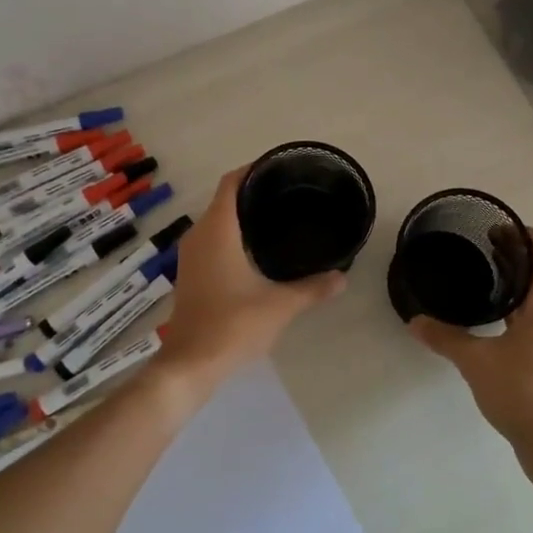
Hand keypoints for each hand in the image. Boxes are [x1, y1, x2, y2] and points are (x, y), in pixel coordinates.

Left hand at [152, 165, 346, 403]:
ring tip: (278, 217)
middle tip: (290, 193)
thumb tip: (342, 276)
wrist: (190, 364)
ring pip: (217, 221)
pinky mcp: (191, 274)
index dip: (253, 169)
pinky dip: (233, 236)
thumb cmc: (232, 325)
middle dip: (253, 192)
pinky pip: (212, 240)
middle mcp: (199, 235)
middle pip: (224, 199)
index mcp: (217, 230)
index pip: (232, 183)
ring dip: (242, 216)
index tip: (281, 168)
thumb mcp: (280, 305)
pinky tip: (258, 250)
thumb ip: (313, 288)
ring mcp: (191, 256)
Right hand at [407, 229, 532, 465]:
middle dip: (517, 254)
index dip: (528, 235)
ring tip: (485, 274)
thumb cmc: (521, 391)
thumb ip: (444, 337)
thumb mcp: (475, 360)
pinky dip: (517, 304)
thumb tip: (414, 320)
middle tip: (483, 244)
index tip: (499, 229)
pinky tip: (492, 316)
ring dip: (517, 280)